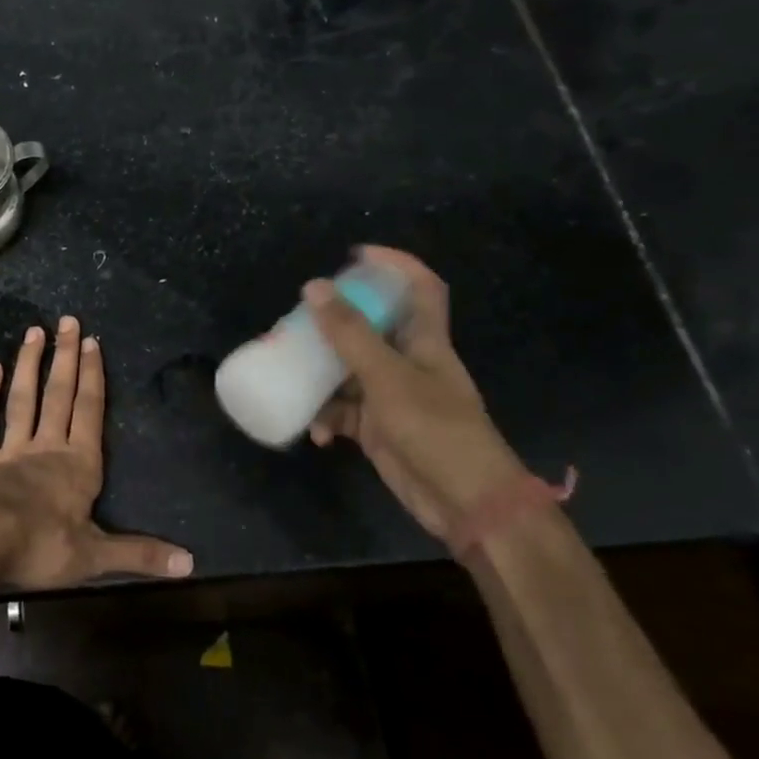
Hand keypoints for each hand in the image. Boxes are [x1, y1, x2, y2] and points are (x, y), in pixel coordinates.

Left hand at [0, 315, 192, 590]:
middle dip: (65, 356)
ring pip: (23, 398)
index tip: (92, 342)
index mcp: (78, 464)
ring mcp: (12, 449)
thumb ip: (140, 555)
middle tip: (67, 321)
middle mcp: (47, 446)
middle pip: (59, 394)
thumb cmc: (41, 547)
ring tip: (34, 332)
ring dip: (29, 364)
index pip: (89, 410)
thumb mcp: (96, 556)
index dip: (93, 376)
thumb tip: (190, 563)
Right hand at [304, 247, 527, 544]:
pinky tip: (317, 433)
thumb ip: (350, 334)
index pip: (420, 288)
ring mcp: (393, 397)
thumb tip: (315, 287)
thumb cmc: (435, 429)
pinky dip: (327, 419)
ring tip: (292, 376)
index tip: (356, 255)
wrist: (466, 503)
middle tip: (299, 321)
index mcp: (424, 341)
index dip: (396, 264)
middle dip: (335, 323)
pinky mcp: (379, 430)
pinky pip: (344, 413)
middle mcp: (408, 363)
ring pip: (349, 371)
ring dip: (322, 377)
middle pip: (371, 327)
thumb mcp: (387, 377)